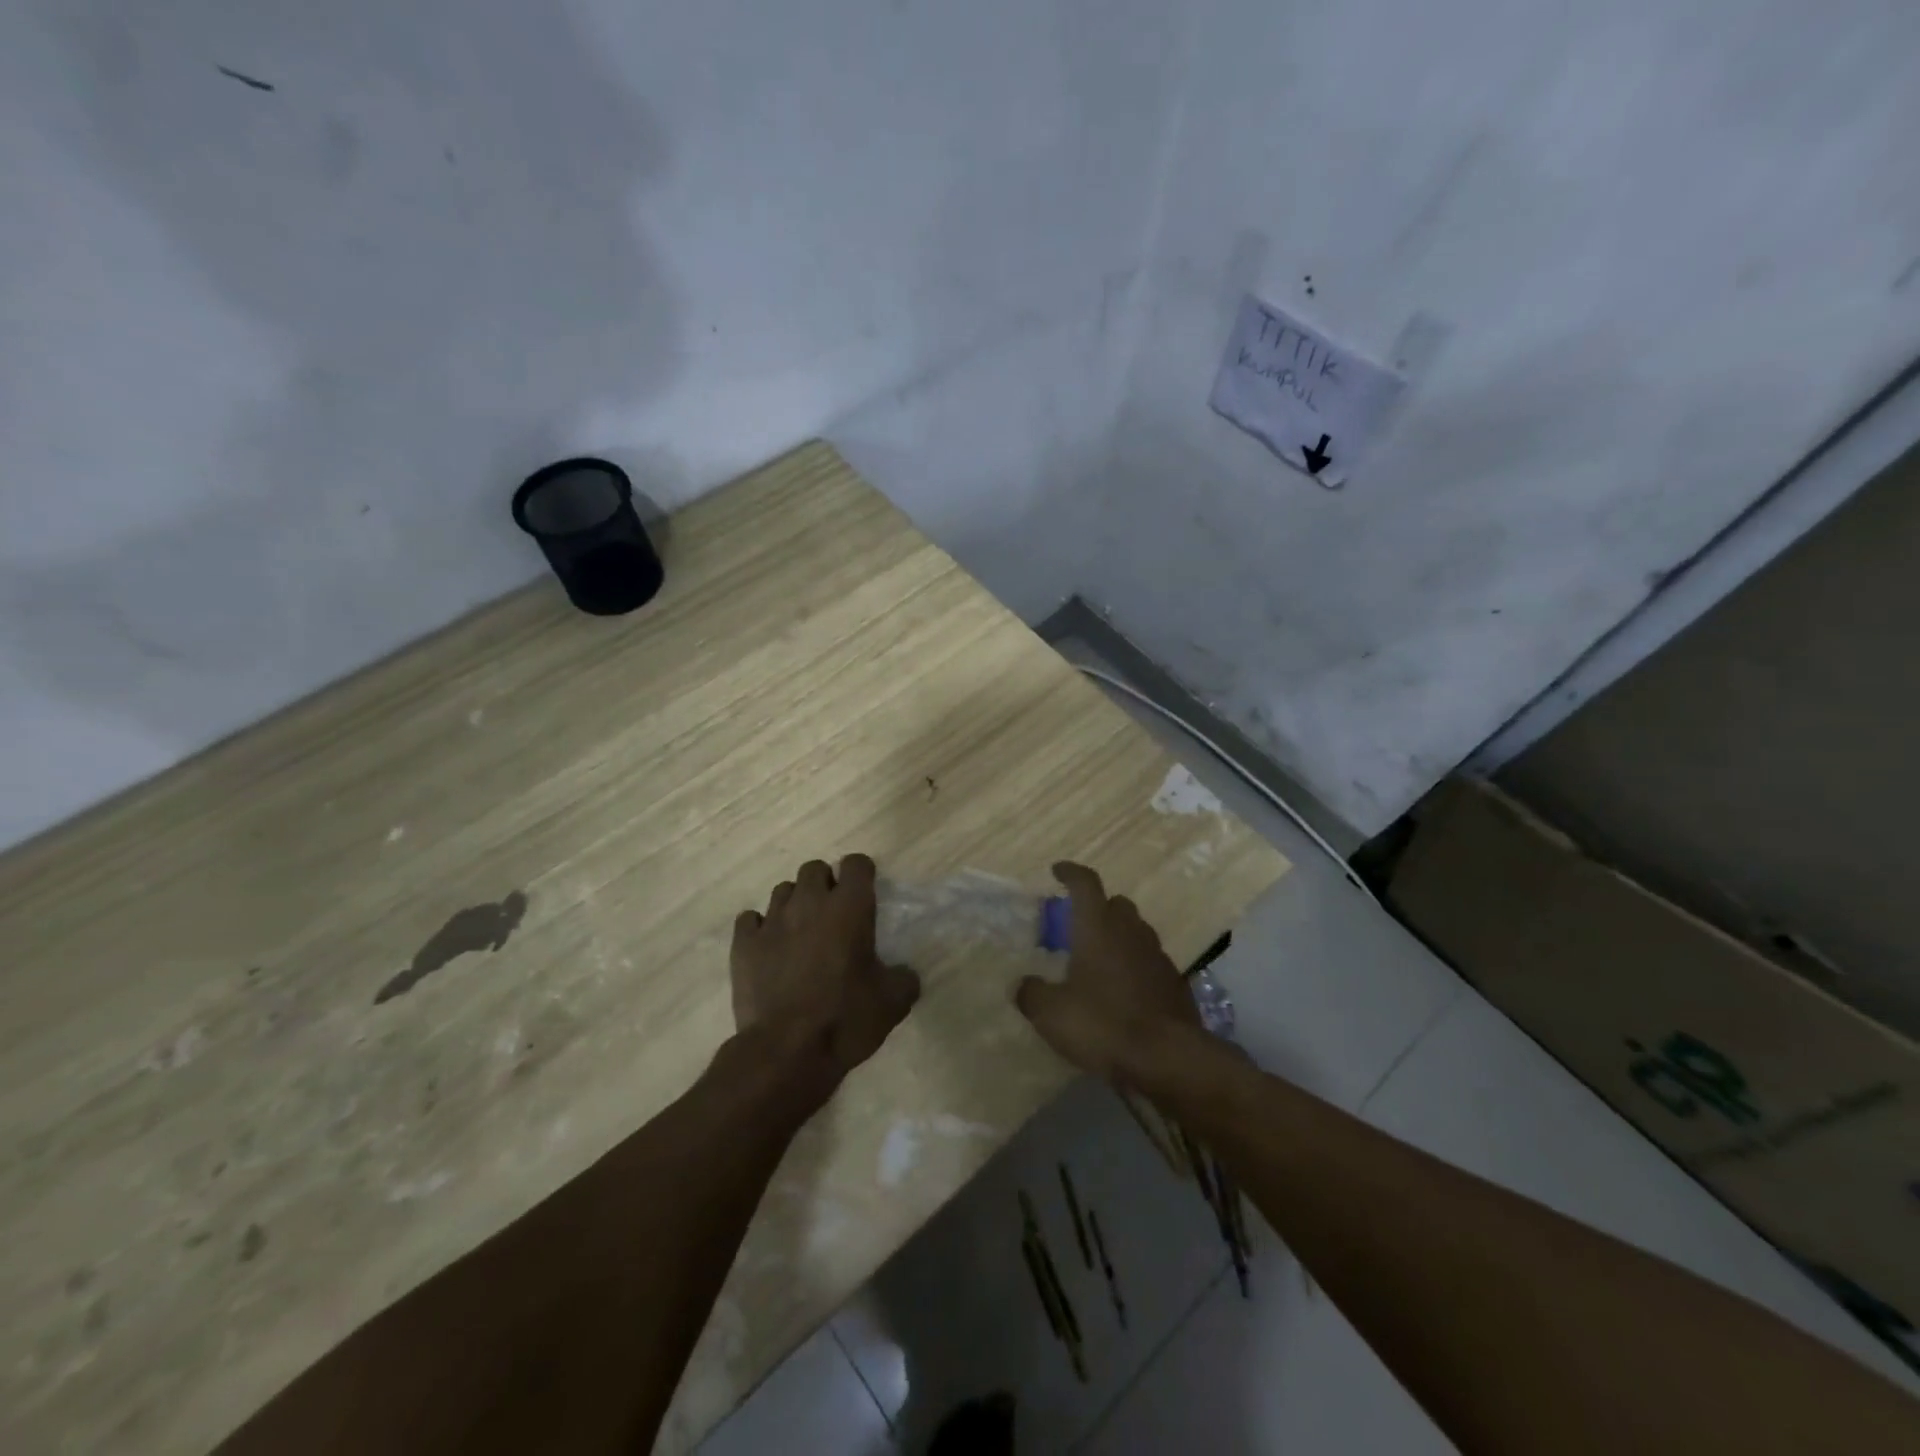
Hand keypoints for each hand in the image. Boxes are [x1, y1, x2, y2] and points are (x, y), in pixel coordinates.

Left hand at [731, 854, 920, 1088]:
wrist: (786, 1052)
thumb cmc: (846, 1019)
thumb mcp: (893, 1002)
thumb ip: (904, 978)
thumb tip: (904, 974)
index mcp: (849, 908)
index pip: (856, 863)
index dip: (861, 874)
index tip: (865, 894)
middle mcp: (809, 902)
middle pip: (814, 869)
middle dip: (825, 884)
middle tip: (832, 914)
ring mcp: (772, 921)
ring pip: (782, 890)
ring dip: (794, 903)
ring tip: (800, 931)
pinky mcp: (744, 944)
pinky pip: (750, 920)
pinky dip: (759, 927)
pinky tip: (768, 947)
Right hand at [1015, 862, 1199, 1079]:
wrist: (1167, 1059)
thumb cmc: (1102, 1024)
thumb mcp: (1050, 1013)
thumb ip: (1032, 993)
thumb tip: (1024, 985)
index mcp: (1098, 927)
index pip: (1085, 883)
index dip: (1070, 873)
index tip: (1057, 872)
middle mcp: (1130, 932)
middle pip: (1116, 904)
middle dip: (1097, 908)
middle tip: (1078, 927)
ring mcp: (1157, 957)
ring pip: (1136, 932)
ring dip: (1118, 938)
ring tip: (1099, 962)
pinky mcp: (1175, 984)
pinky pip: (1150, 963)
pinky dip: (1135, 967)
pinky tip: (1123, 993)